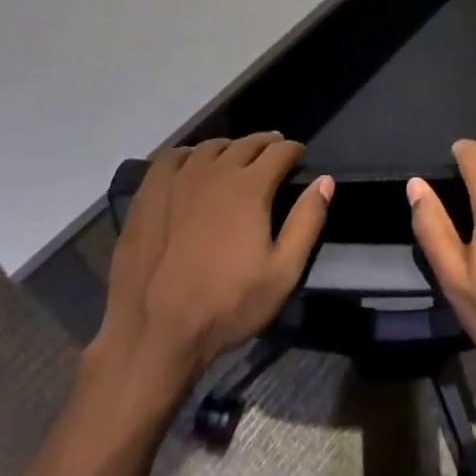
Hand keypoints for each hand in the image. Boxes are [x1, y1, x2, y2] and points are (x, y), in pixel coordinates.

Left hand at [95, 134, 331, 391]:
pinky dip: (190, 154)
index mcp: (250, 186)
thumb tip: (325, 180)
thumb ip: (306, 222)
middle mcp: (216, 170)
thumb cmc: (225, 306)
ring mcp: (179, 178)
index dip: (293, 149)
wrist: (154, 331)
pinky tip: (192, 166)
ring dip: (230, 148)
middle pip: (246, 144)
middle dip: (265, 144)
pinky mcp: (150, 191)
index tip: (298, 154)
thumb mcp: (282, 274)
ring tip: (236, 158)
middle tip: (273, 151)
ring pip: (211, 147)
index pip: (279, 151)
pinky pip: (174, 157)